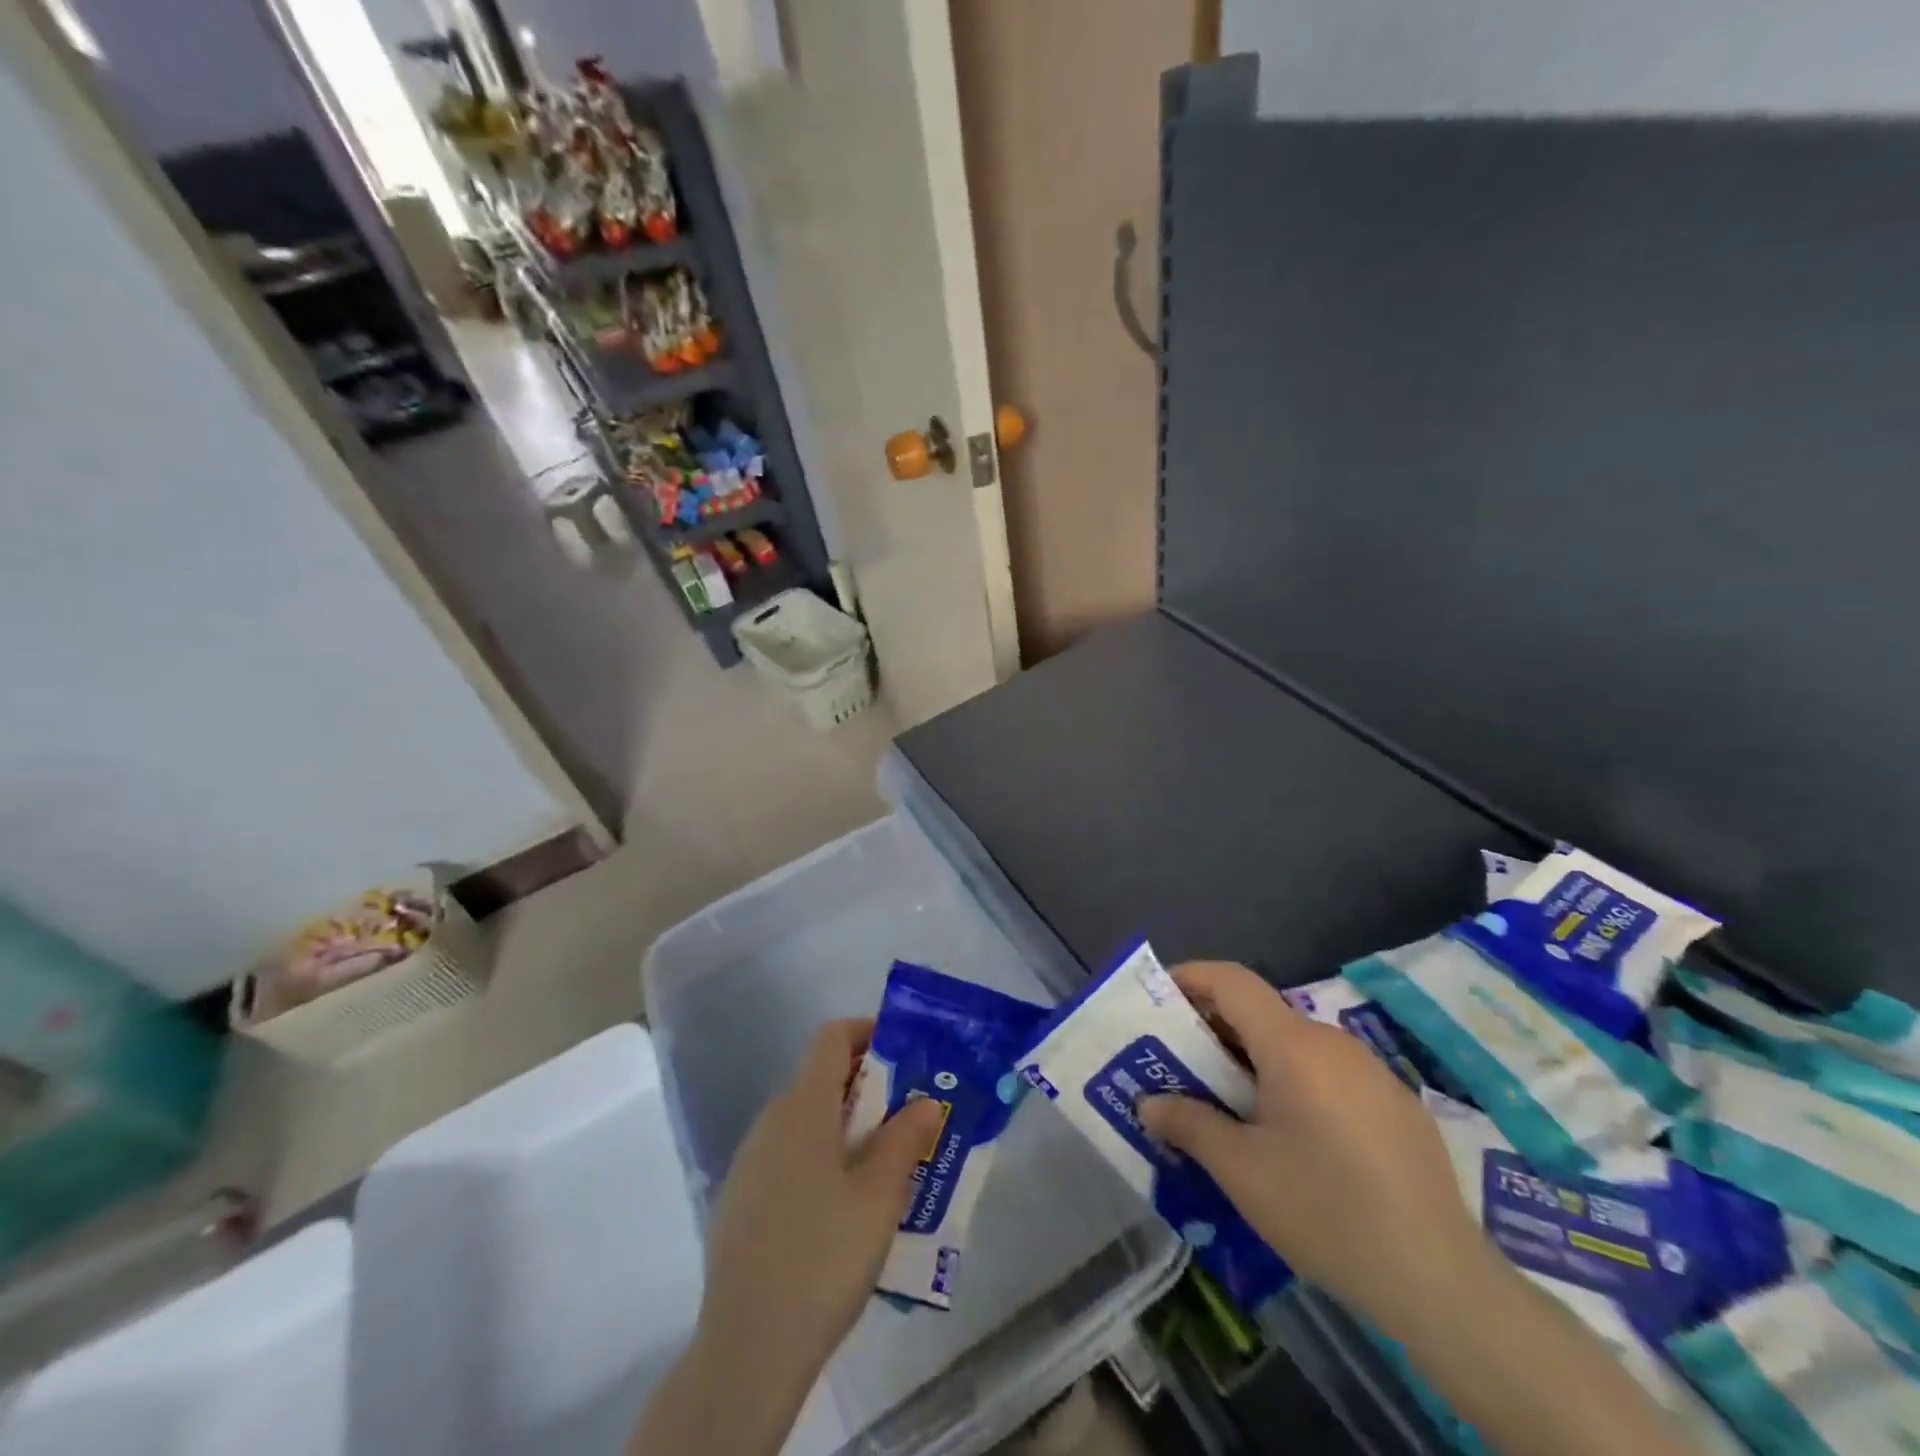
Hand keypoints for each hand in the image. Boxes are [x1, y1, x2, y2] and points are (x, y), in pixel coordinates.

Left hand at [699, 1018, 943, 1390]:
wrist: (748, 1346)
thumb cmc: (825, 1255)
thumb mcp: (881, 1194)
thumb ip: (906, 1137)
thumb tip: (925, 1101)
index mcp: (803, 1107)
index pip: (831, 1038)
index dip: (867, 1033)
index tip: (903, 1055)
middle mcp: (770, 1121)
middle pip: (819, 1078)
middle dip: (866, 1087)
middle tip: (906, 1117)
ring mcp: (749, 1162)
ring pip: (804, 1120)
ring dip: (843, 1126)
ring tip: (882, 1166)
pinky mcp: (739, 1200)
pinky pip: (786, 1156)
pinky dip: (817, 1158)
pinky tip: (838, 1209)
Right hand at [1138, 961, 1500, 1332]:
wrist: (1441, 1281)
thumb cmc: (1326, 1211)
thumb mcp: (1241, 1171)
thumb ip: (1188, 1125)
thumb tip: (1148, 1104)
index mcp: (1293, 1045)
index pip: (1232, 980)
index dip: (1191, 977)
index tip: (1159, 998)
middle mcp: (1333, 1042)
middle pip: (1262, 1012)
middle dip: (1216, 1029)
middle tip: (1184, 1066)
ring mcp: (1372, 1071)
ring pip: (1296, 1044)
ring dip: (1255, 1059)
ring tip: (1233, 1106)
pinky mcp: (1397, 1104)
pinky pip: (1330, 1073)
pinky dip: (1295, 1082)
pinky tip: (1295, 1138)